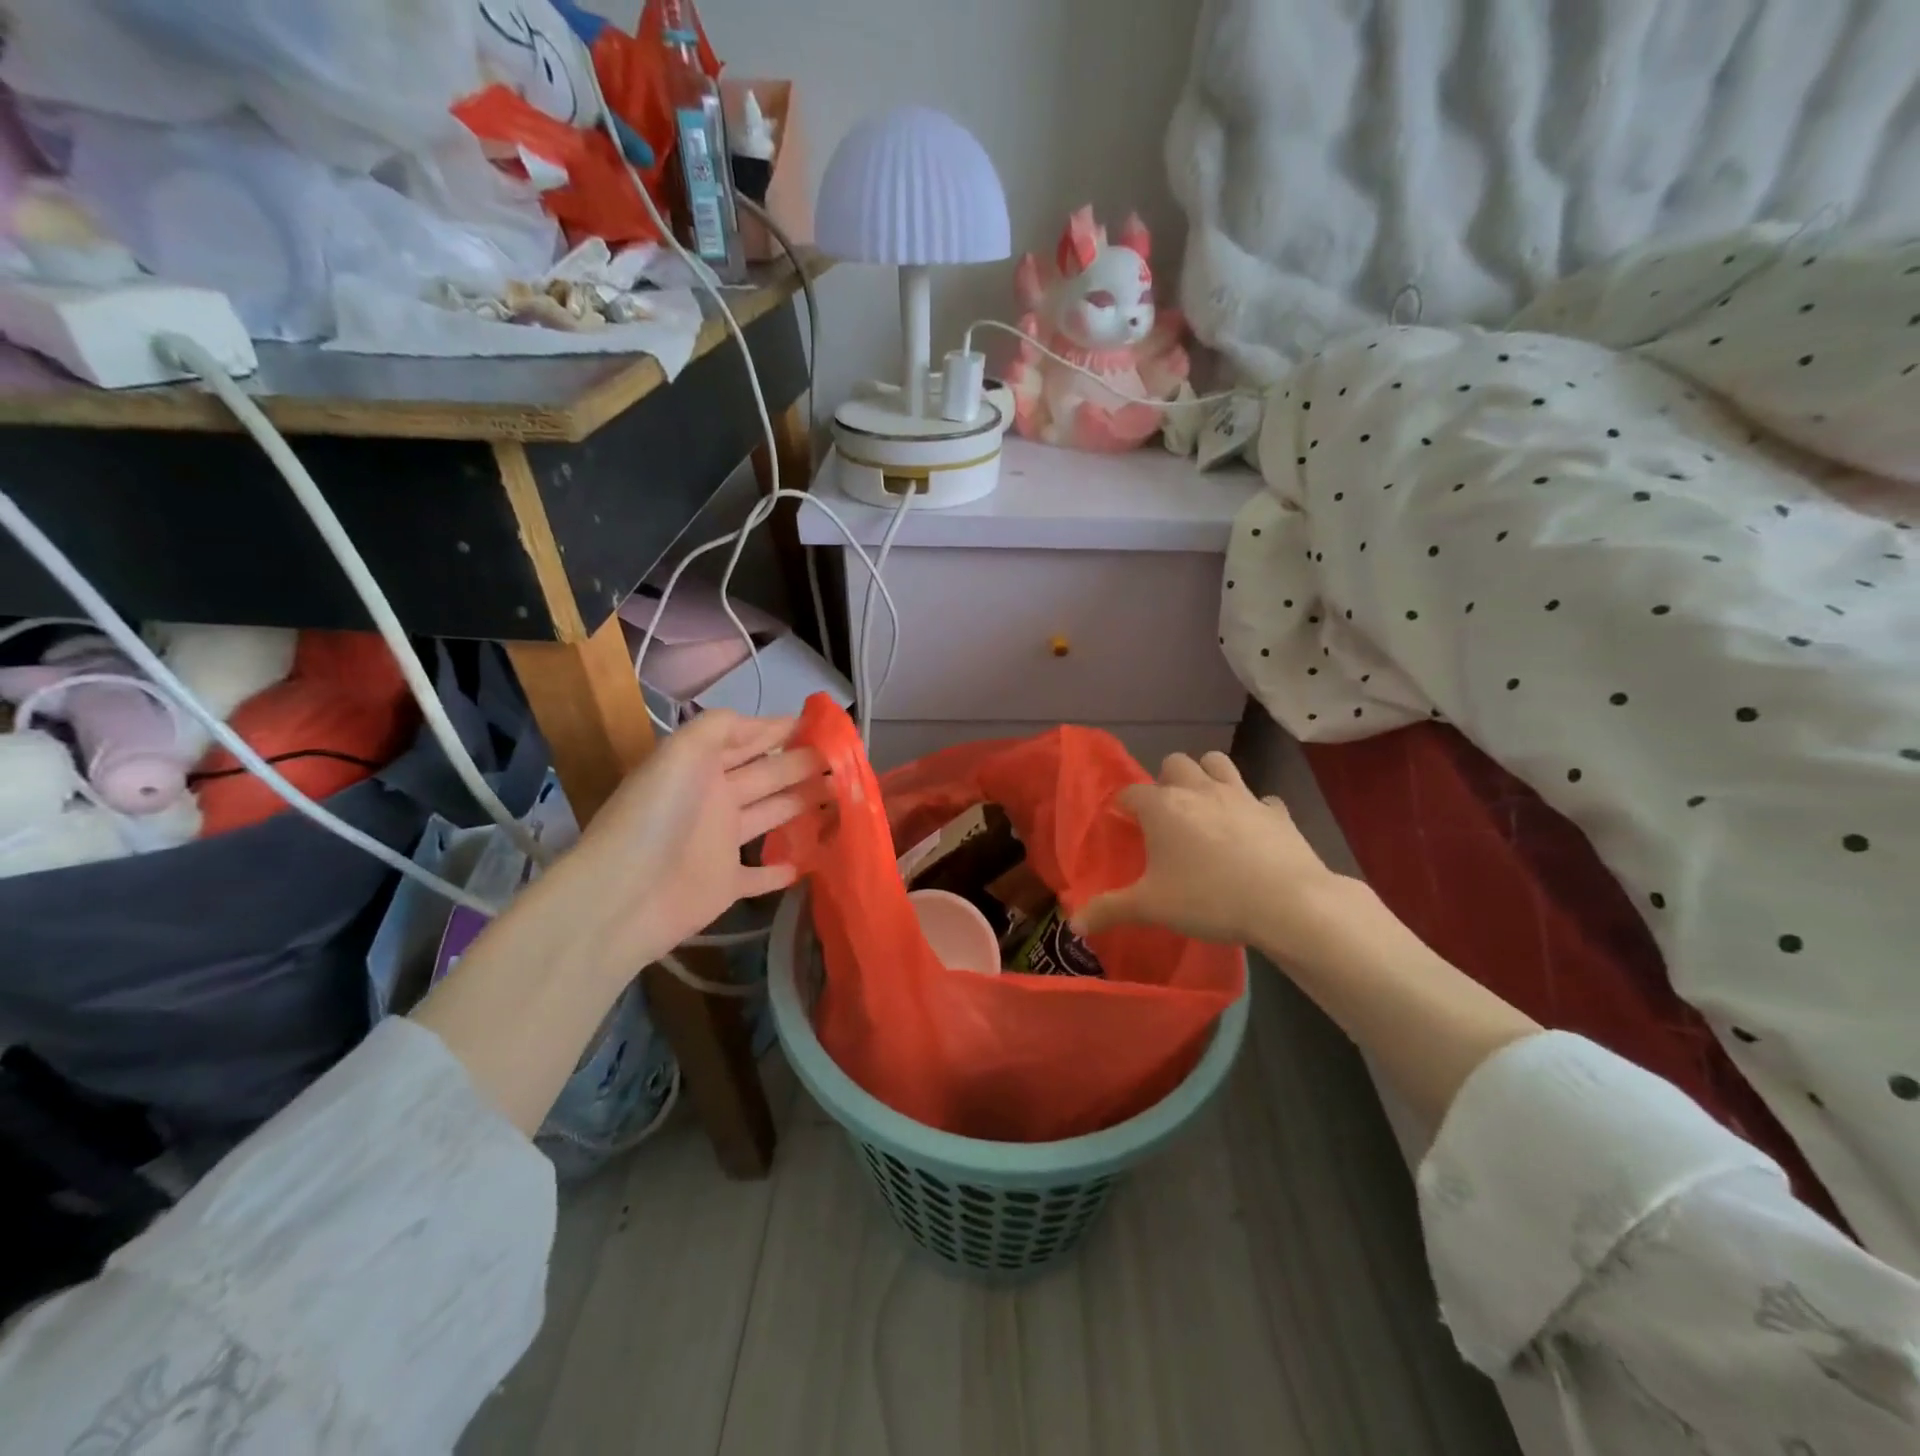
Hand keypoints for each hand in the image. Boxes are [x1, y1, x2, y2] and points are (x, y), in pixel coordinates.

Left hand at [542, 710, 824, 974]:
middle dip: (804, 764)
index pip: (749, 740)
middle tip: (846, 761)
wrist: (625, 895)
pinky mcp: (725, 885)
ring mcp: (720, 844)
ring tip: (843, 796)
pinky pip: (760, 876)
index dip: (783, 731)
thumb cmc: (658, 816)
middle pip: (768, 776)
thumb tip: (763, 722)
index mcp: (702, 767)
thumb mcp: (682, 752)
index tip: (825, 727)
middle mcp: (714, 799)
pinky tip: (809, 861)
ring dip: (803, 805)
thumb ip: (721, 727)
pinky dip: (782, 870)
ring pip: (771, 816)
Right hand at [1073, 751, 1352, 960]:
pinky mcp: (1276, 811)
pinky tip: (1252, 831)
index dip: (1124, 805)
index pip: (1131, 791)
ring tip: (1205, 807)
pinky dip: (1253, 808)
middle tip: (1166, 814)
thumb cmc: (1208, 898)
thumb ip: (1109, 910)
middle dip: (1166, 781)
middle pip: (1175, 763)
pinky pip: (1261, 799)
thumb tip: (1073, 922)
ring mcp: (1242, 795)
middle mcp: (1199, 789)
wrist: (1287, 902)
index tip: (1123, 822)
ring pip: (1218, 763)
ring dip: (1207, 776)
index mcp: (1163, 806)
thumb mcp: (1151, 908)